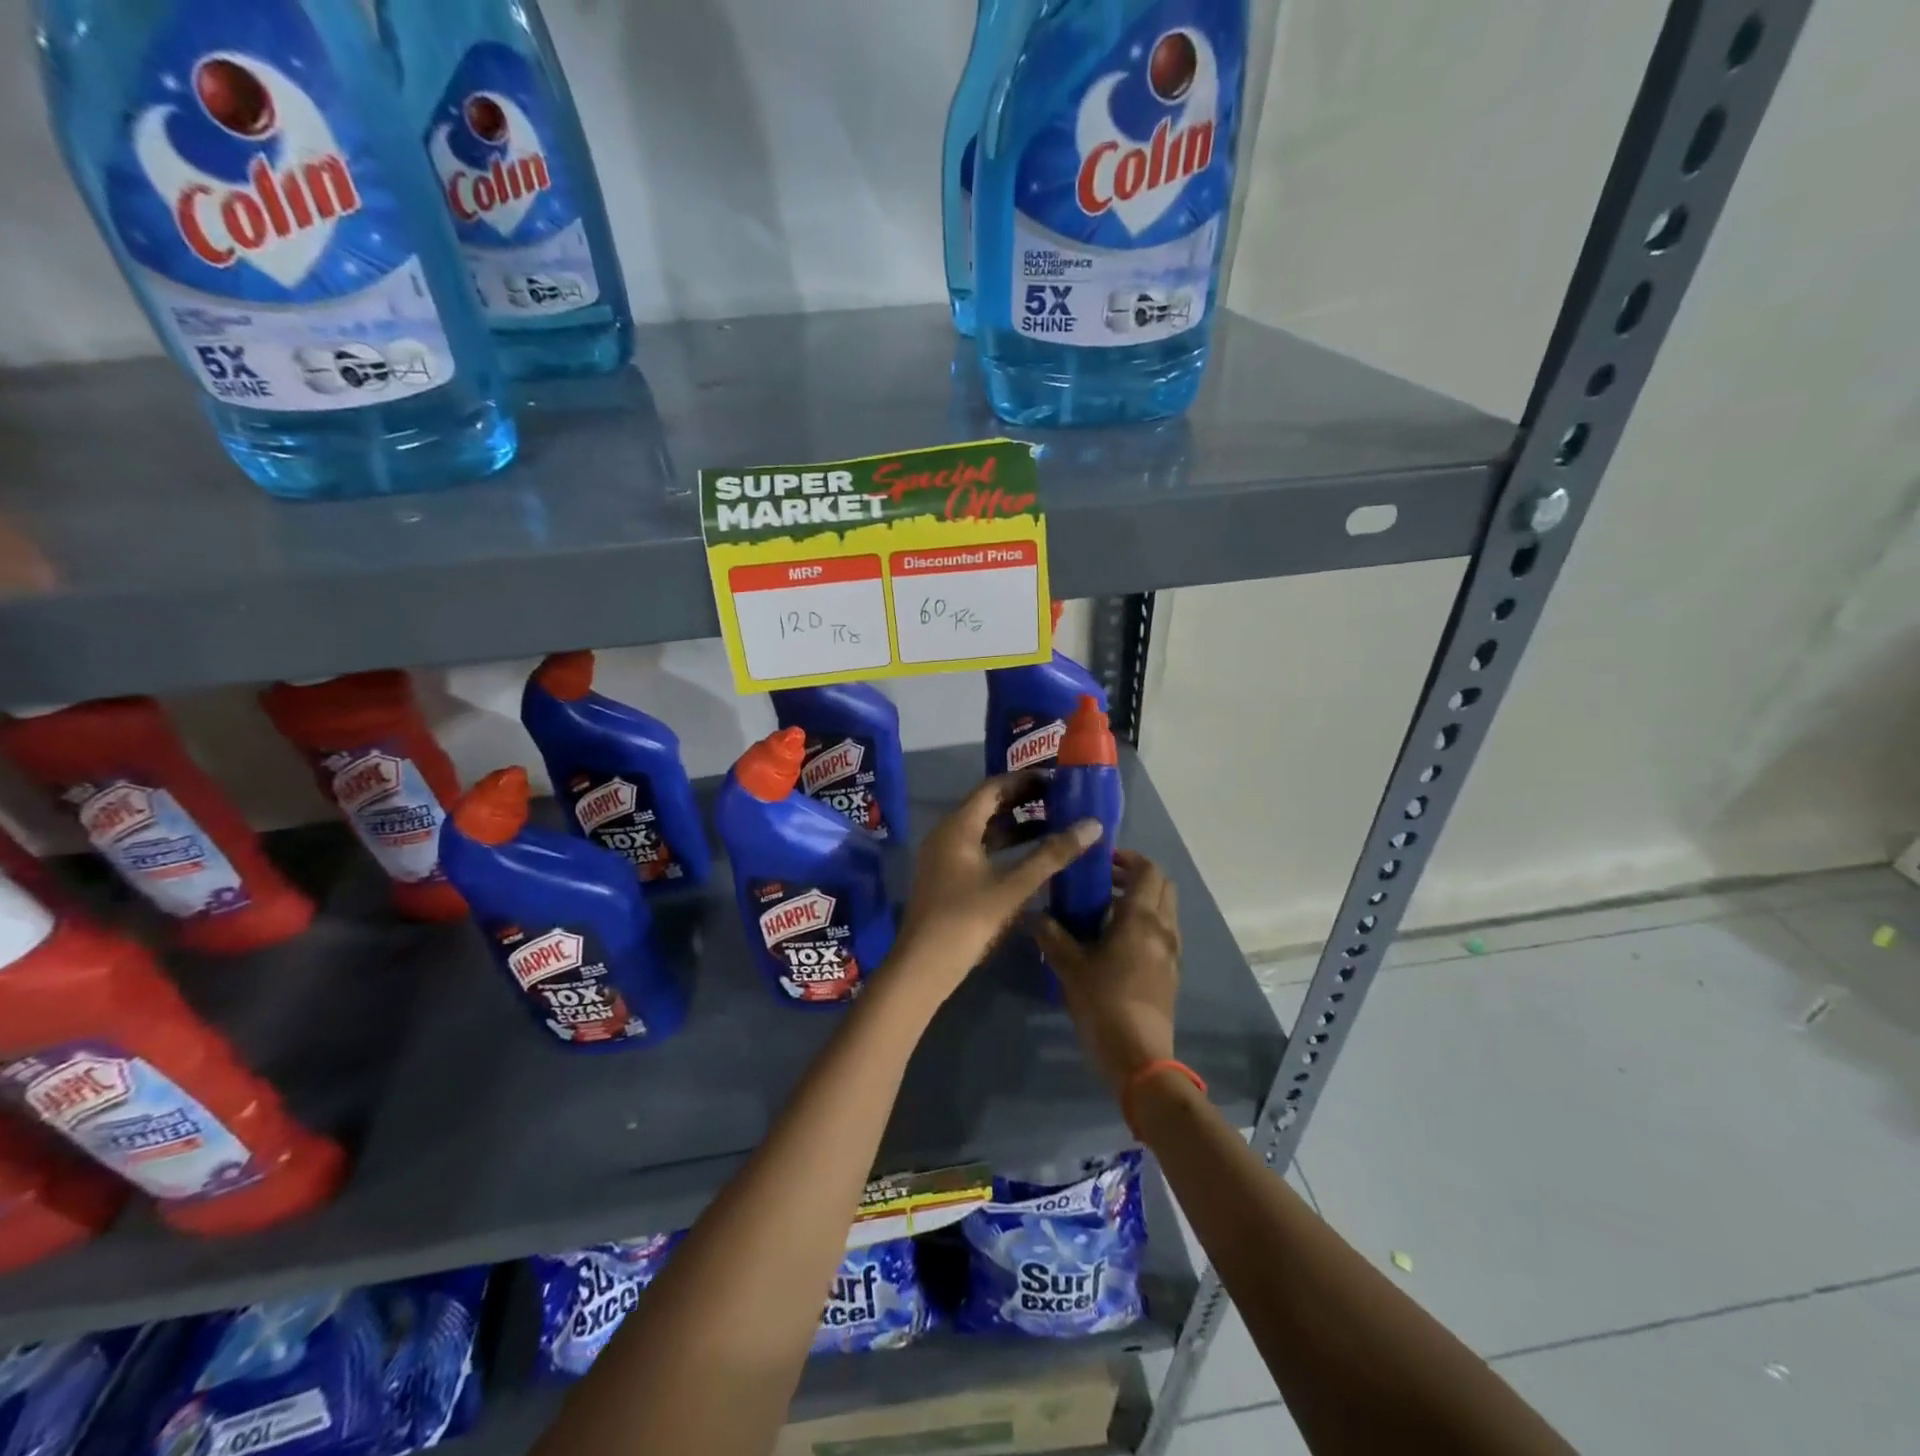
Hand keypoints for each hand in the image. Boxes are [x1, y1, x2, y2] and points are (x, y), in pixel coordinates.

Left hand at [889, 774, 1103, 1007]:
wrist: (924, 966)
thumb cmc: (967, 920)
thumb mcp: (1014, 887)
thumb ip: (1052, 855)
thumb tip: (1092, 825)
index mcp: (958, 826)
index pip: (993, 787)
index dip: (1024, 780)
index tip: (1056, 779)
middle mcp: (947, 834)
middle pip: (987, 806)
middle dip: (1022, 801)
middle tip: (1059, 800)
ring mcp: (944, 856)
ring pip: (983, 830)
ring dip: (1015, 825)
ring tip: (1052, 825)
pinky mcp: (947, 877)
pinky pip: (978, 849)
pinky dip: (1004, 847)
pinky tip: (1029, 858)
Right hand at [1031, 850, 1180, 1094]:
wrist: (1139, 1058)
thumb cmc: (1103, 1003)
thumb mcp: (1069, 967)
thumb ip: (1051, 935)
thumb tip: (1032, 912)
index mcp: (1141, 918)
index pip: (1147, 870)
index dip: (1127, 857)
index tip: (1100, 860)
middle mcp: (1163, 929)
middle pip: (1162, 885)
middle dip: (1136, 876)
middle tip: (1103, 881)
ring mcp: (1171, 952)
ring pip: (1165, 910)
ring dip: (1141, 900)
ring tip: (1104, 910)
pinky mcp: (1170, 973)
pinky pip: (1163, 933)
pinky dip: (1145, 923)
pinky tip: (1115, 941)